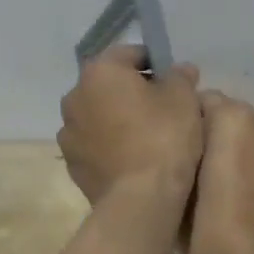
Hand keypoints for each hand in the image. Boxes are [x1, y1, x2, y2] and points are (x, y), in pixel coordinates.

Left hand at [57, 45, 203, 207]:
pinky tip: (133, 159)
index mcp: (100, 72)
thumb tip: (180, 69)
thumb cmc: (164, 138)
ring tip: (147, 137)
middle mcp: (74, 96)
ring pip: (99, 116)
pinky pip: (95, 145)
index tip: (174, 81)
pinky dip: (110, 145)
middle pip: (109, 85)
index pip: (130, 54)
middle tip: (163, 109)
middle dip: (133, 91)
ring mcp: (69, 133)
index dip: (155, 63)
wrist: (141, 199)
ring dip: (117, 119)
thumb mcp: (184, 99)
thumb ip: (180, 76)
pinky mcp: (72, 165)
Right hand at [190, 91, 253, 253]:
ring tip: (227, 183)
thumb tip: (191, 133)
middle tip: (201, 167)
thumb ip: (186, 140)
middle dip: (218, 133)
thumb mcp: (177, 175)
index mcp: (233, 117)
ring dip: (242, 149)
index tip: (180, 147)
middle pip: (233, 116)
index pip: (205, 100)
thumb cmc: (200, 222)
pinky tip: (250, 196)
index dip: (190, 122)